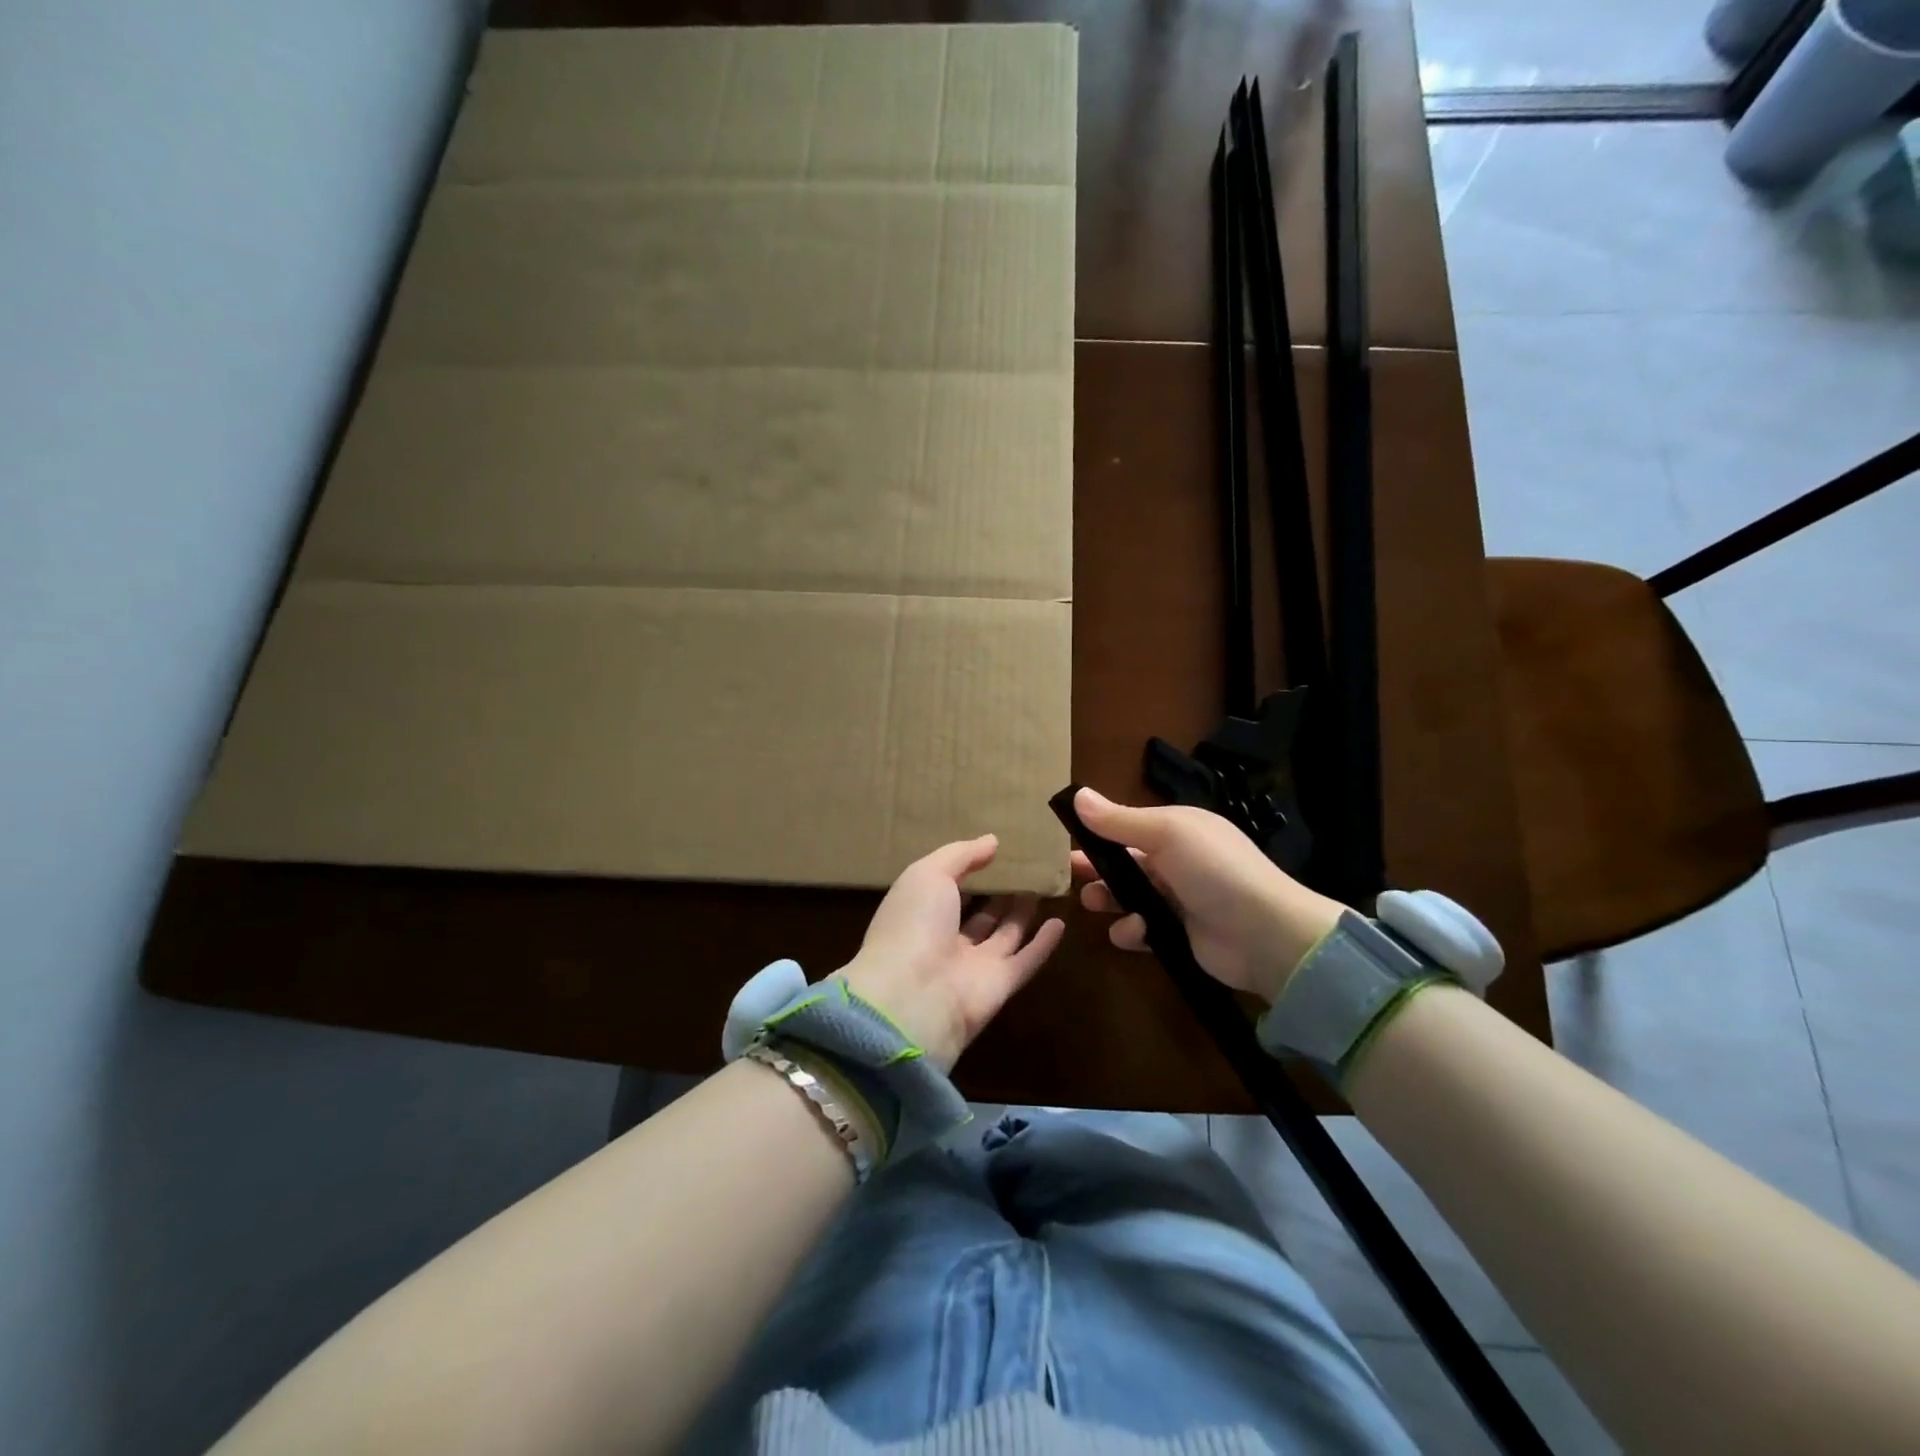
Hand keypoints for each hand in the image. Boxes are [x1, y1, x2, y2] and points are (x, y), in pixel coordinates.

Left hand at [836, 835, 1065, 1070]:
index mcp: (920, 912)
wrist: (913, 998)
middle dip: (998, 892)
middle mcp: (945, 939)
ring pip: (1003, 934)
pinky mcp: (1000, 985)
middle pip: (978, 913)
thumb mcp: (928, 874)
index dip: (967, 869)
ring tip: (1043, 884)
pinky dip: (1043, 944)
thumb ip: (961, 855)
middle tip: (1026, 867)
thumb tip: (992, 841)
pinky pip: (1025, 960)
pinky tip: (1060, 922)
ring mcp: (973, 965)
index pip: (946, 888)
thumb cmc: (914, 924)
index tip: (994, 849)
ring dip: (1021, 911)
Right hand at [1071, 787, 1343, 1002]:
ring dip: (1109, 900)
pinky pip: (1141, 930)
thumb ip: (1118, 820)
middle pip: (1124, 862)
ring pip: (1128, 897)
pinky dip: (1132, 931)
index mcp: (1177, 830)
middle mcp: (1176, 862)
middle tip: (1069, 878)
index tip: (1065, 840)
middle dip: (1096, 869)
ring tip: (1095, 904)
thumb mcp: (1166, 833)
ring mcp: (1178, 900)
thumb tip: (1076, 795)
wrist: (1266, 935)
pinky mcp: (1177, 936)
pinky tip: (1136, 932)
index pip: (1127, 826)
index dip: (1097, 832)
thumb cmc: (1214, 871)